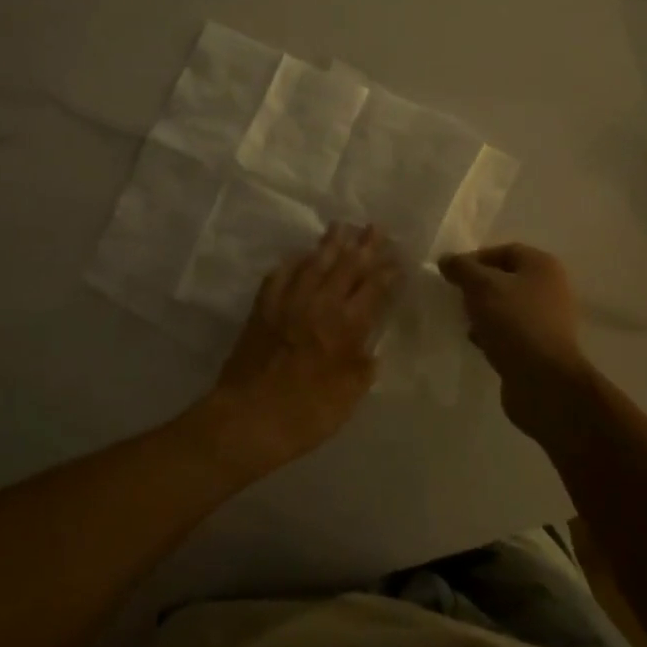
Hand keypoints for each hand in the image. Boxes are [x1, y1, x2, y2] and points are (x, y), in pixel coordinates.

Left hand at [199, 223, 397, 477]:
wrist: (248, 419)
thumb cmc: (306, 414)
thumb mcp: (349, 397)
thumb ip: (362, 368)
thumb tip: (371, 350)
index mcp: (346, 326)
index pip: (374, 289)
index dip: (388, 271)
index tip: (399, 258)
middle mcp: (319, 305)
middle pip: (346, 266)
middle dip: (364, 246)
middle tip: (375, 227)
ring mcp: (288, 302)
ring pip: (313, 263)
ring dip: (329, 244)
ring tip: (341, 226)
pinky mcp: (263, 308)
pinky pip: (280, 275)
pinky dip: (293, 262)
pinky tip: (299, 256)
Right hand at [439, 243, 596, 434]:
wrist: (543, 382)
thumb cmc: (514, 322)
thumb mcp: (481, 286)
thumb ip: (462, 268)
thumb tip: (446, 259)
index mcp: (542, 266)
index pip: (504, 250)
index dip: (475, 258)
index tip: (451, 273)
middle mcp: (549, 289)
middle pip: (506, 279)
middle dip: (478, 287)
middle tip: (455, 296)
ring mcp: (547, 320)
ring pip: (506, 307)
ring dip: (483, 312)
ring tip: (463, 320)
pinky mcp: (539, 348)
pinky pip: (510, 332)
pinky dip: (492, 334)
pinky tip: (477, 342)